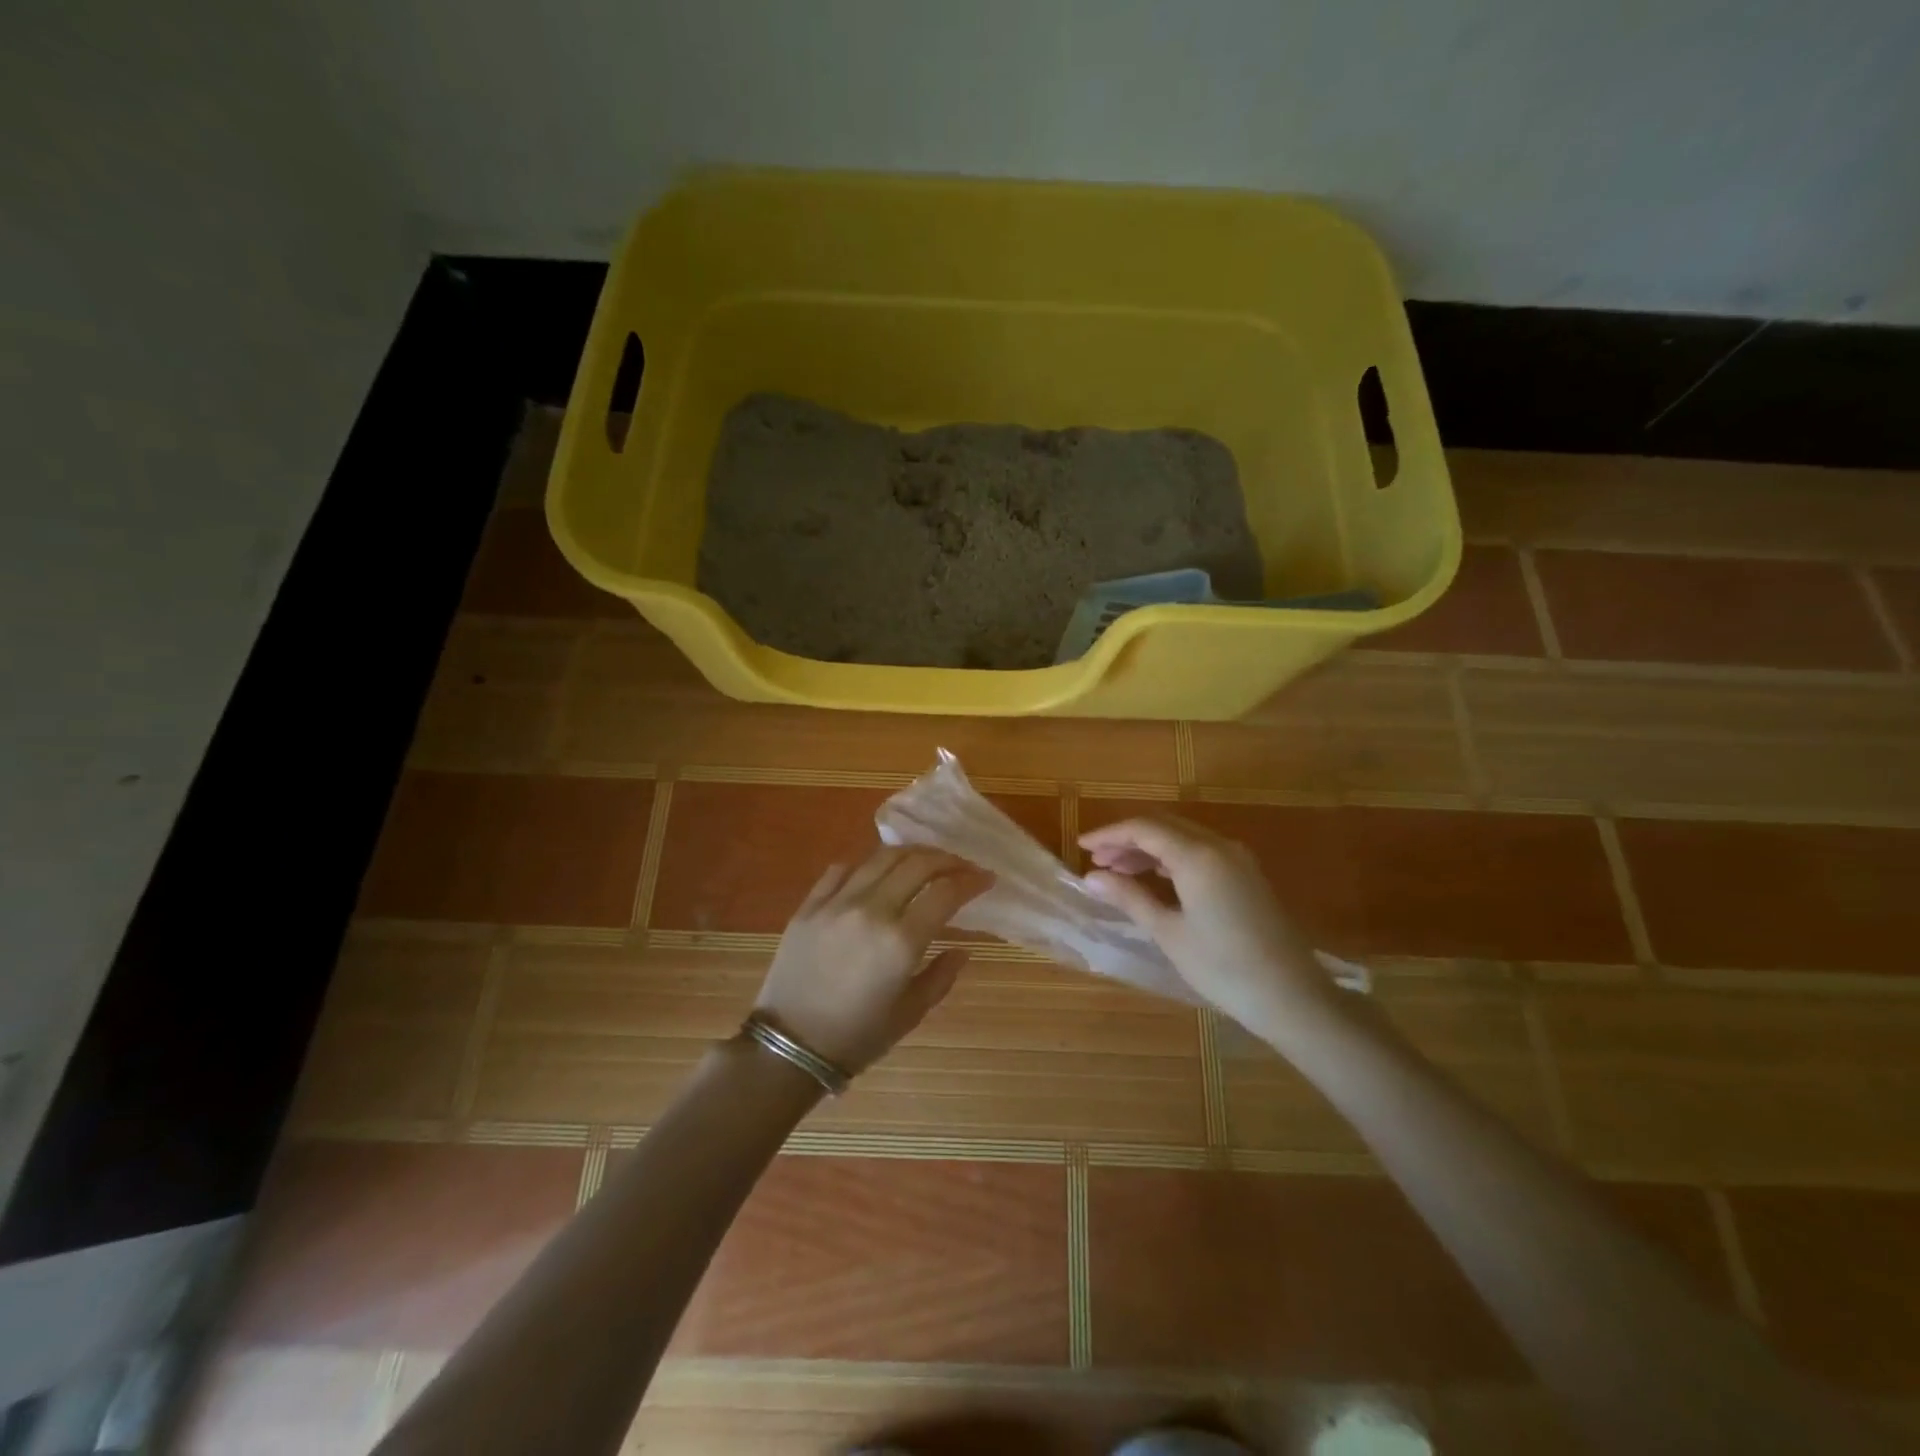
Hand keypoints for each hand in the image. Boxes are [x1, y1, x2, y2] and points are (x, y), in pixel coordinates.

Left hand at [754, 846, 993, 1074]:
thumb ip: (941, 977)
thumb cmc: (856, 1037)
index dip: (971, 880)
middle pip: (917, 863)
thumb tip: (963, 950)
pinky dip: (866, 865)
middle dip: (947, 859)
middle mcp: (871, 910)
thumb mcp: (909, 1013)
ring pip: (880, 857)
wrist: (789, 1046)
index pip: (945, 892)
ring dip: (910, 854)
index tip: (986, 879)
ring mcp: (836, 903)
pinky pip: (841, 870)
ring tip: (924, 861)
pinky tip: (875, 874)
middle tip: (961, 866)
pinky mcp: (809, 905)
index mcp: (901, 941)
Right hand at [1078, 814, 1340, 1037]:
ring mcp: (1238, 859)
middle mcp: (1219, 846)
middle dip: (1127, 839)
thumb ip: (1129, 897)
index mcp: (1197, 855)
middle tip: (1098, 861)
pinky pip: (1201, 852)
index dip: (1109, 834)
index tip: (1081, 847)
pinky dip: (1172, 859)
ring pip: (1183, 837)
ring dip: (1150, 849)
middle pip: (1164, 826)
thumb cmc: (1223, 968)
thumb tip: (1091, 876)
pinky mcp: (1248, 876)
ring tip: (1119, 871)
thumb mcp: (1169, 932)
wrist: (1293, 998)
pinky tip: (1156, 879)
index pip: (1144, 828)